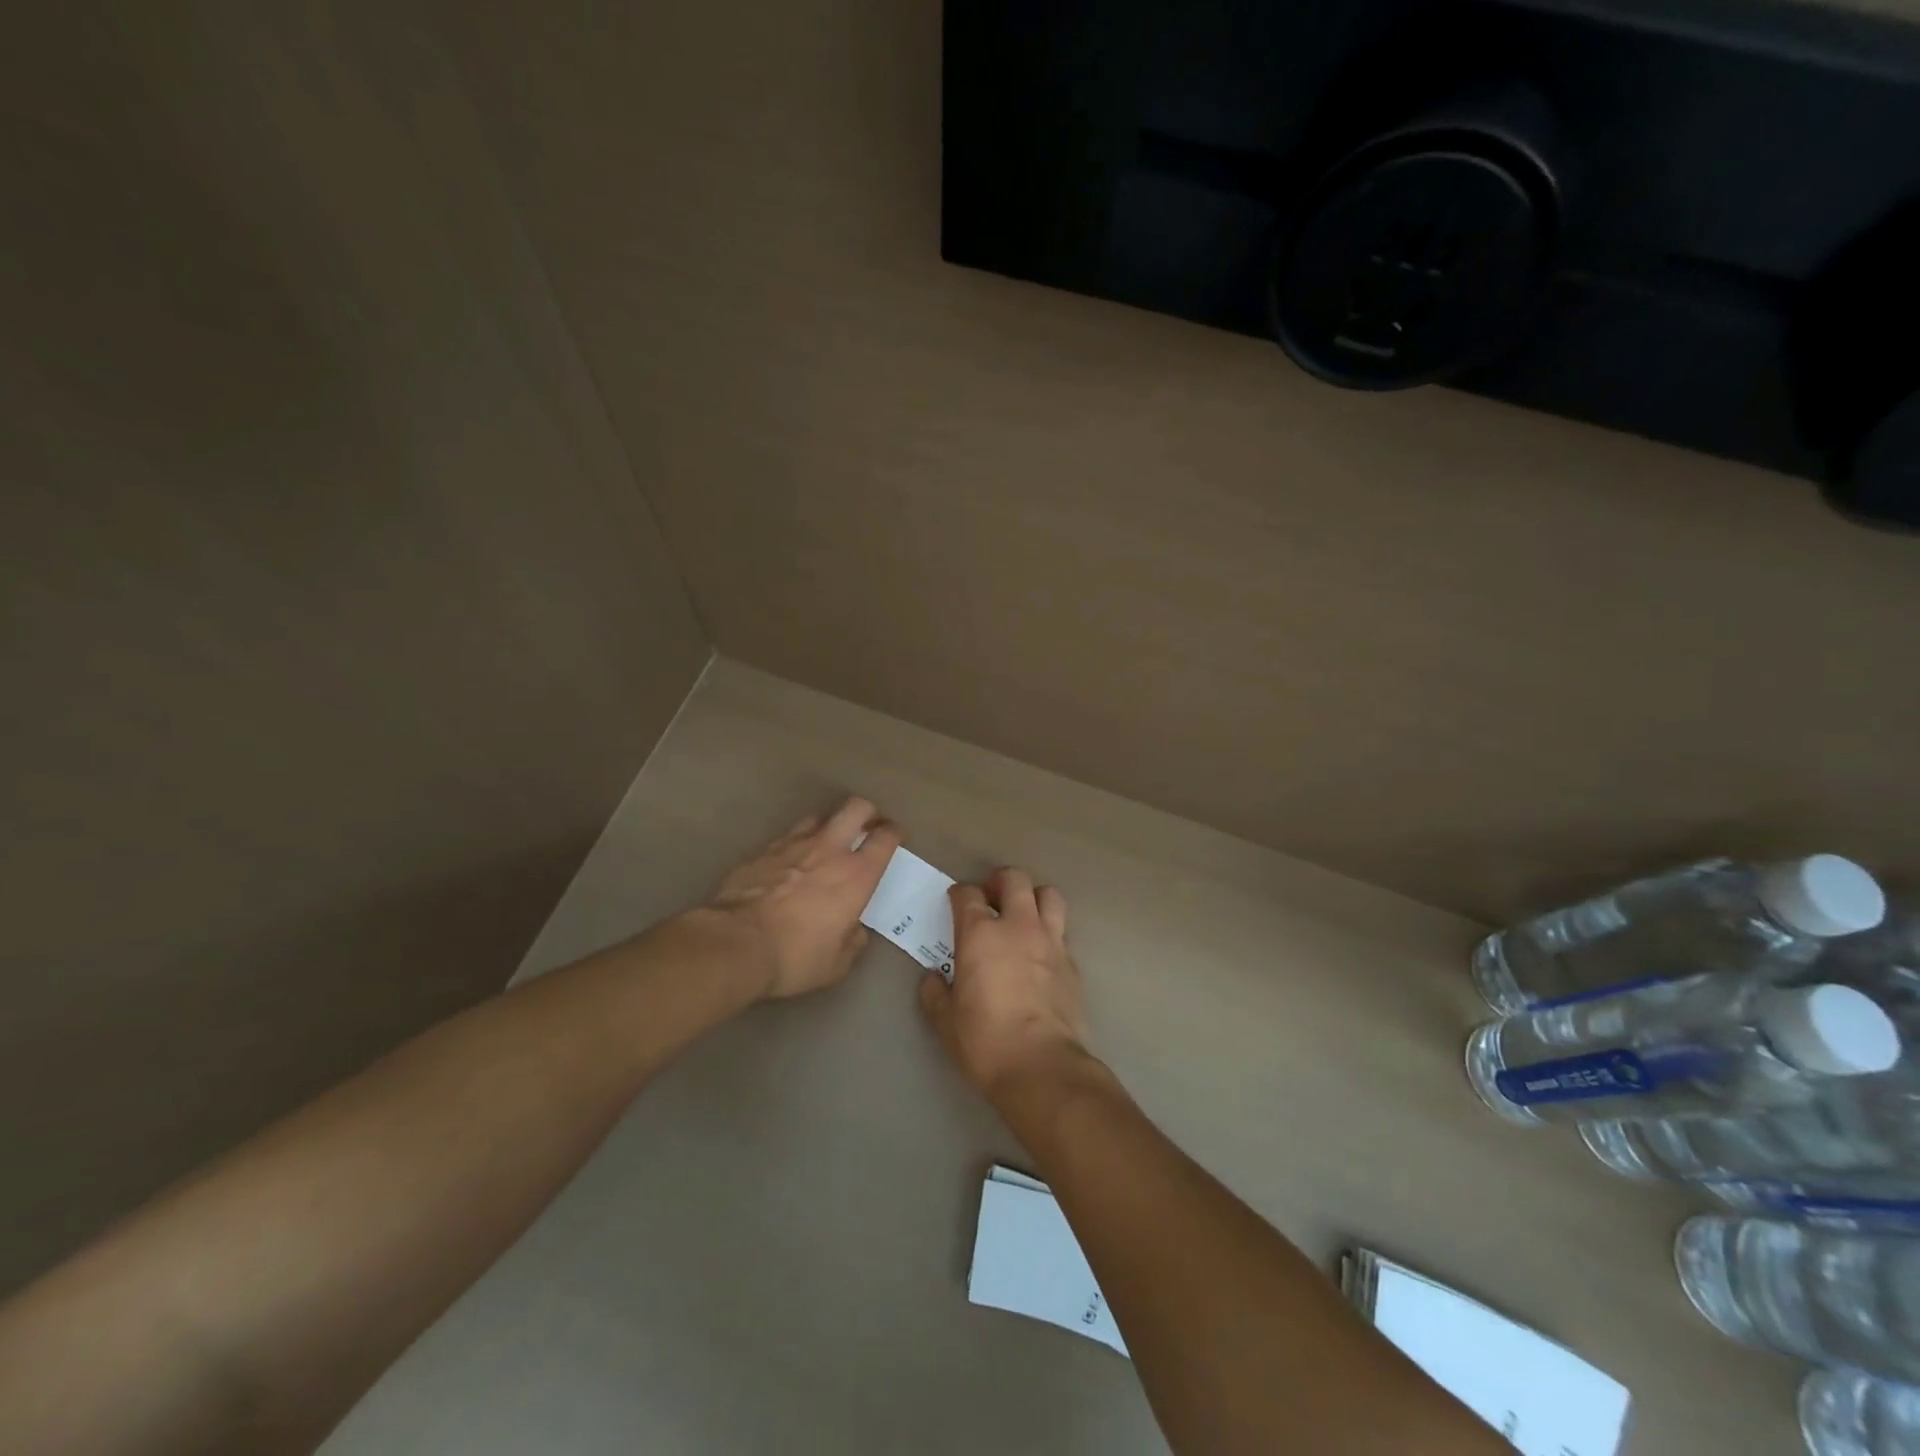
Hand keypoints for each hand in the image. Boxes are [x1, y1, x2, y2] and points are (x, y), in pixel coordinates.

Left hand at [706, 797, 900, 999]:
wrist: (734, 943)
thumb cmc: (795, 956)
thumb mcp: (836, 965)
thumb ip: (852, 942)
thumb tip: (854, 931)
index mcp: (856, 875)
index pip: (885, 838)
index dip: (893, 833)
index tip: (893, 837)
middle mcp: (829, 849)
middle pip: (856, 808)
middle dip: (866, 812)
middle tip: (867, 825)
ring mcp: (793, 844)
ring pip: (820, 815)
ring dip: (829, 824)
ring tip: (827, 841)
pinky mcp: (763, 850)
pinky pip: (787, 836)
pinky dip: (796, 843)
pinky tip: (790, 860)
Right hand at [918, 867, 1092, 1100]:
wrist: (1042, 1066)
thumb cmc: (985, 1040)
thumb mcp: (946, 1021)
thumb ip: (935, 993)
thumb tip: (933, 978)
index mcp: (980, 934)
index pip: (967, 894)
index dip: (959, 894)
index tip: (955, 903)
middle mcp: (1017, 926)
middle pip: (1014, 879)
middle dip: (1000, 881)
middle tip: (991, 898)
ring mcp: (1050, 941)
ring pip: (1048, 895)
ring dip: (1034, 898)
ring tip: (1023, 916)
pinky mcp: (1072, 963)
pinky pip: (1062, 932)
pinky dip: (1050, 933)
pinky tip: (1041, 954)